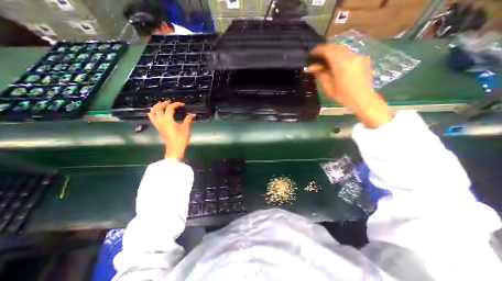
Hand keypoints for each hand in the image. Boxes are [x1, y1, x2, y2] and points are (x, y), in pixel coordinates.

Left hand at [146, 101, 194, 159]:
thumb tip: (193, 114)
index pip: (170, 108)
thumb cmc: (180, 138)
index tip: (182, 104)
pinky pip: (152, 118)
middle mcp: (160, 120)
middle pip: (159, 108)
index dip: (176, 104)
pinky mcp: (158, 127)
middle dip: (164, 103)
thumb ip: (188, 119)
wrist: (174, 147)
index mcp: (167, 119)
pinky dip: (153, 113)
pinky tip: (156, 112)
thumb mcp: (185, 128)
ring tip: (160, 104)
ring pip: (153, 112)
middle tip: (169, 101)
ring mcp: (158, 124)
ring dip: (156, 107)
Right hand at [306, 44, 391, 127]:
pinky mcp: (363, 59)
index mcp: (341, 64)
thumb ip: (320, 75)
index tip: (311, 53)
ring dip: (333, 53)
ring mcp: (359, 56)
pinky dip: (340, 56)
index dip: (318, 50)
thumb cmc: (343, 96)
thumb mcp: (328, 88)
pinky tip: (336, 65)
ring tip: (325, 61)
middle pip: (336, 47)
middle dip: (325, 50)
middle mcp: (351, 56)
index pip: (328, 50)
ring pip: (342, 49)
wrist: (363, 99)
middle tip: (317, 57)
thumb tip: (312, 67)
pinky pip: (348, 54)